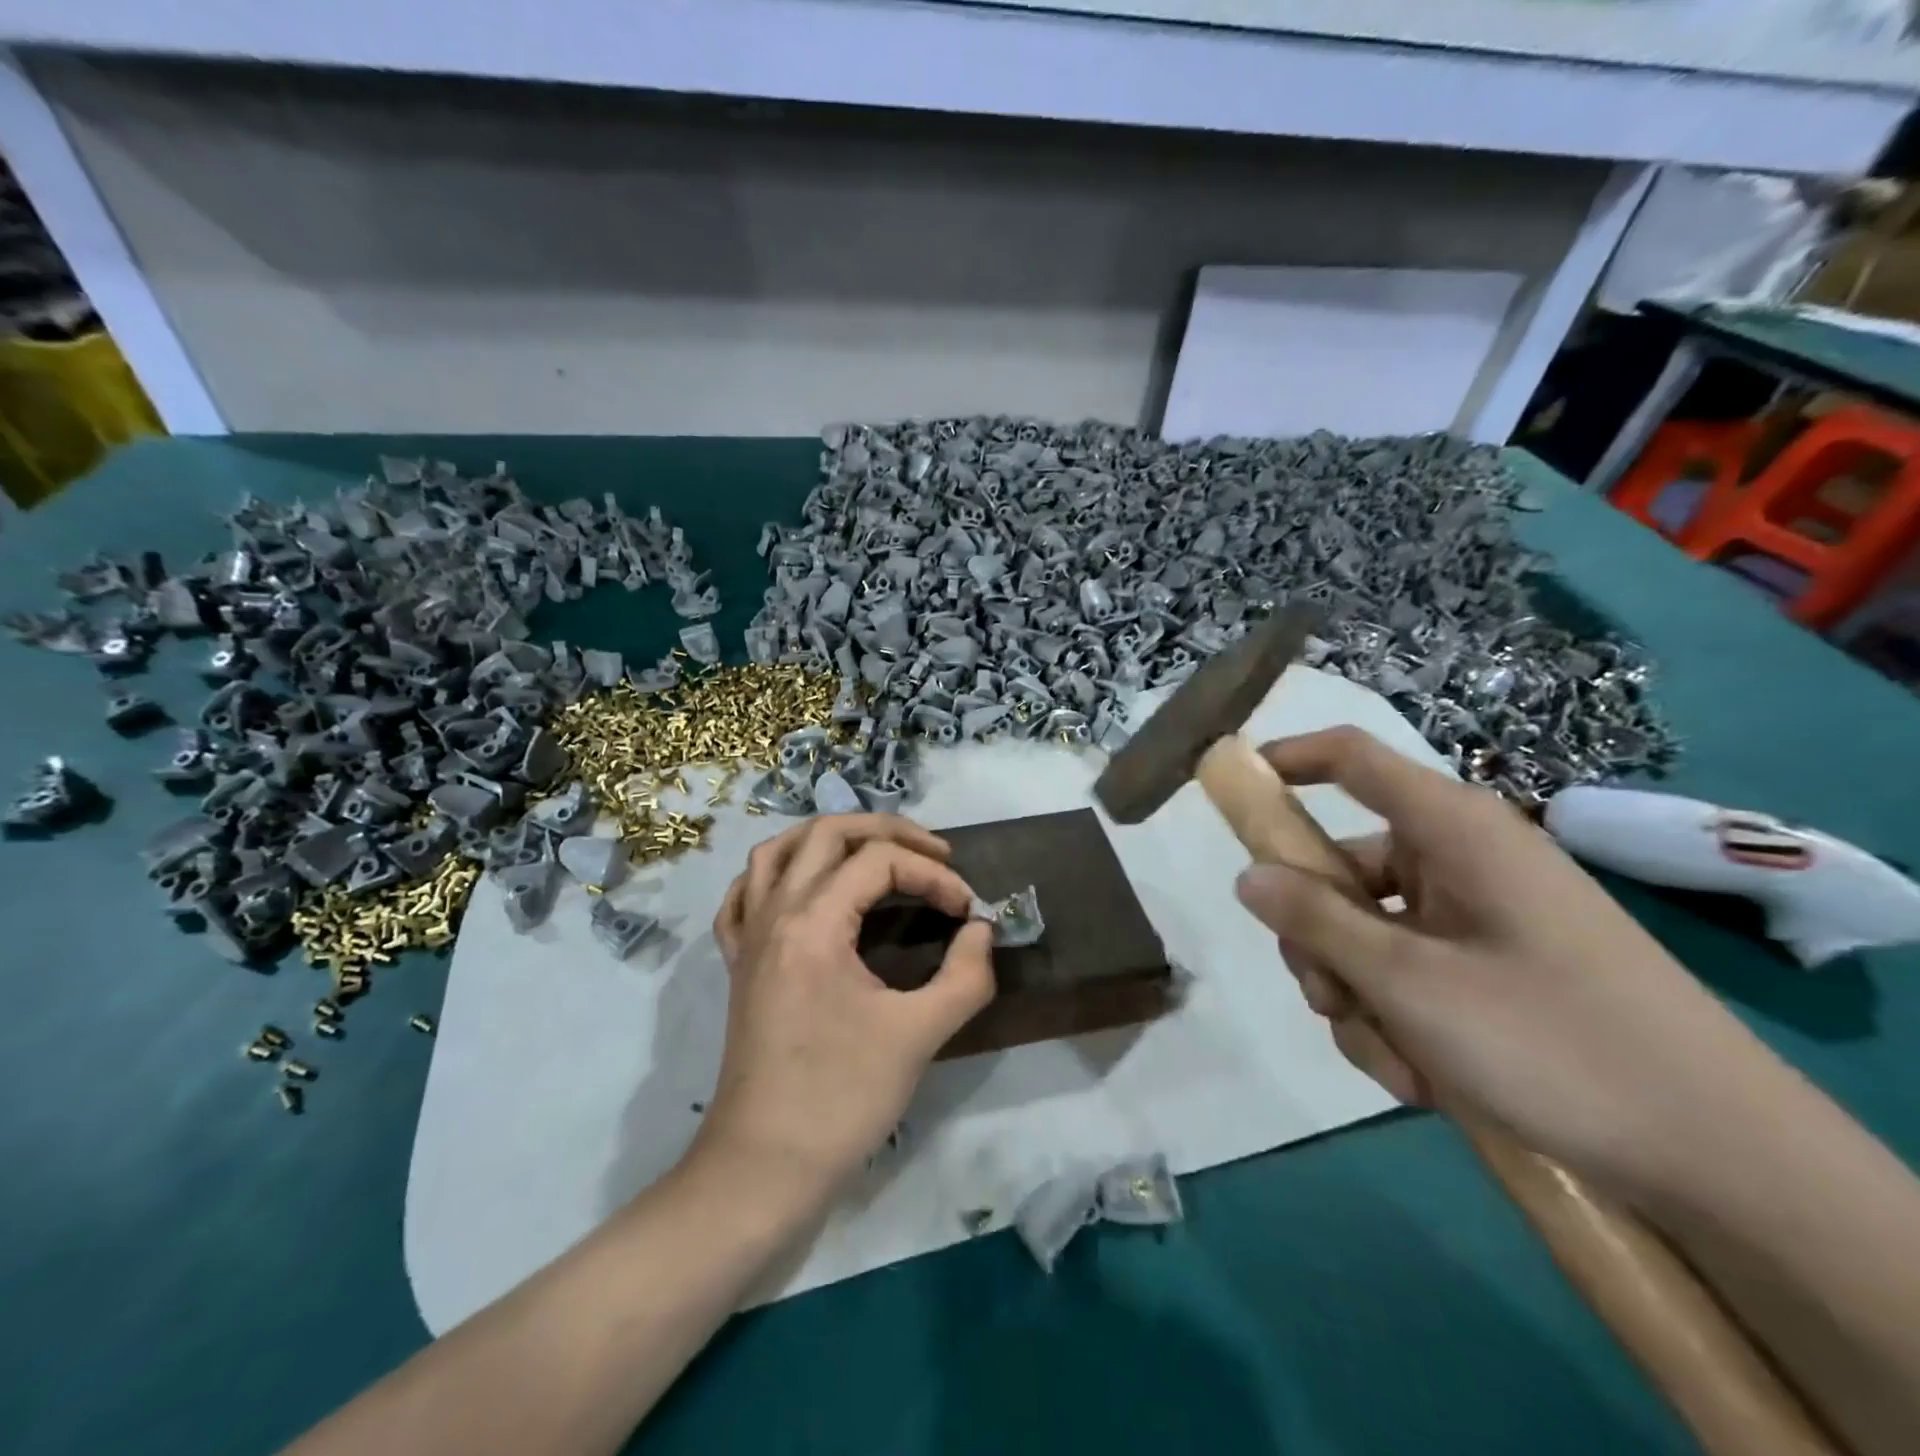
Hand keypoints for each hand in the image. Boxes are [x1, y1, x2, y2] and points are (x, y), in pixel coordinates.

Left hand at [700, 814, 995, 1199]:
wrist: (764, 1168)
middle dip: (888, 831)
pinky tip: (800, 887)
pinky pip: (744, 896)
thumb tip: (982, 931)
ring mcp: (748, 938)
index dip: (934, 876)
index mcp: (813, 924)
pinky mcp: (738, 965)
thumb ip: (965, 975)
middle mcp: (774, 914)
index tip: (968, 911)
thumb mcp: (918, 1036)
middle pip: (827, 833)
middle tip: (934, 853)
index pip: (881, 863)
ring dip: (828, 838)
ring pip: (777, 852)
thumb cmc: (842, 1100)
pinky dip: (775, 875)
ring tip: (872, 852)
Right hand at [1234, 727, 1780, 1197]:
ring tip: (1390, 1057)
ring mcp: (1475, 918)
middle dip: (1319, 940)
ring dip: (1356, 995)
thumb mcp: (1410, 982)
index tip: (1233, 792)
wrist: (1720, 1159)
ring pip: (1365, 935)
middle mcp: (1459, 861)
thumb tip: (1247, 876)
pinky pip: (1404, 975)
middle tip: (1326, 996)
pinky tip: (1421, 1078)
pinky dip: (1396, 1020)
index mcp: (1451, 831)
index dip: (1285, 759)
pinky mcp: (1488, 970)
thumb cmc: (1553, 1040)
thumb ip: (1316, 921)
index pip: (1350, 758)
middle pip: (1341, 870)